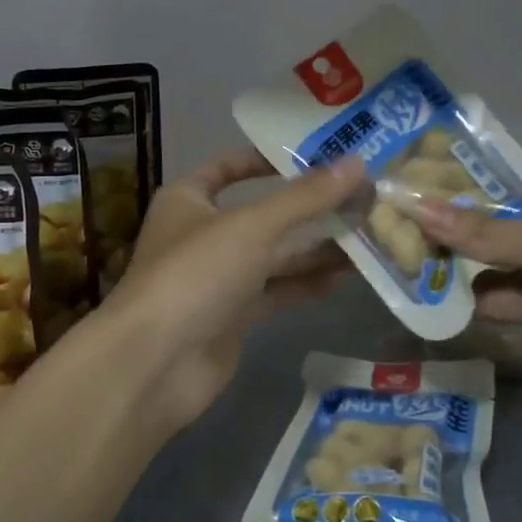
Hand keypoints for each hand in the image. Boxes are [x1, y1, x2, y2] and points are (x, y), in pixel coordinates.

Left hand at [105, 149, 363, 437]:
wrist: (155, 363)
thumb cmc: (196, 274)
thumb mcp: (253, 226)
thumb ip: (306, 197)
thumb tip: (358, 163)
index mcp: (189, 199)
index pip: (228, 168)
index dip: (267, 160)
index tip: (315, 157)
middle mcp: (202, 235)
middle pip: (262, 214)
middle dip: (309, 209)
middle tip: (362, 199)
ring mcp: (217, 279)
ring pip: (273, 256)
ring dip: (315, 248)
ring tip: (366, 236)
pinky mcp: (232, 317)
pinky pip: (275, 292)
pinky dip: (305, 284)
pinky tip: (345, 277)